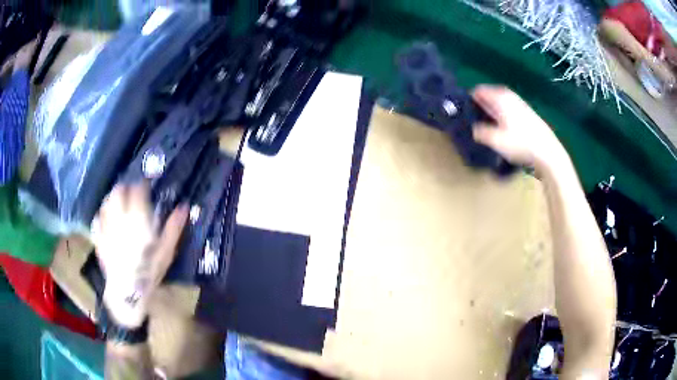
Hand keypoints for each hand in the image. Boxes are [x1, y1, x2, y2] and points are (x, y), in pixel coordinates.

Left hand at [92, 183, 187, 327]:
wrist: (128, 295)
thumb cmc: (149, 274)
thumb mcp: (166, 253)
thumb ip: (173, 229)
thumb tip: (184, 207)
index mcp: (138, 223)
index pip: (137, 192)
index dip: (142, 185)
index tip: (146, 186)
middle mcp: (120, 221)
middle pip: (117, 192)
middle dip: (125, 188)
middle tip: (131, 193)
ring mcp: (106, 228)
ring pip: (106, 202)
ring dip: (113, 197)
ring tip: (119, 202)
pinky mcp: (98, 238)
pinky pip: (97, 217)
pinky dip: (103, 212)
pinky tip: (107, 216)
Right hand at [471, 85, 569, 175]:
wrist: (547, 151)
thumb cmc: (520, 143)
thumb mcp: (495, 140)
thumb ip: (480, 132)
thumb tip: (472, 128)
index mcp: (499, 97)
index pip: (478, 91)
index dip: (469, 101)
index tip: (465, 114)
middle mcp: (509, 96)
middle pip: (489, 95)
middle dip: (481, 106)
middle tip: (475, 122)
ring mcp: (519, 103)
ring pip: (499, 102)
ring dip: (492, 111)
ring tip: (488, 127)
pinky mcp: (526, 112)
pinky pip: (508, 108)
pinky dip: (502, 115)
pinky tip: (504, 129)